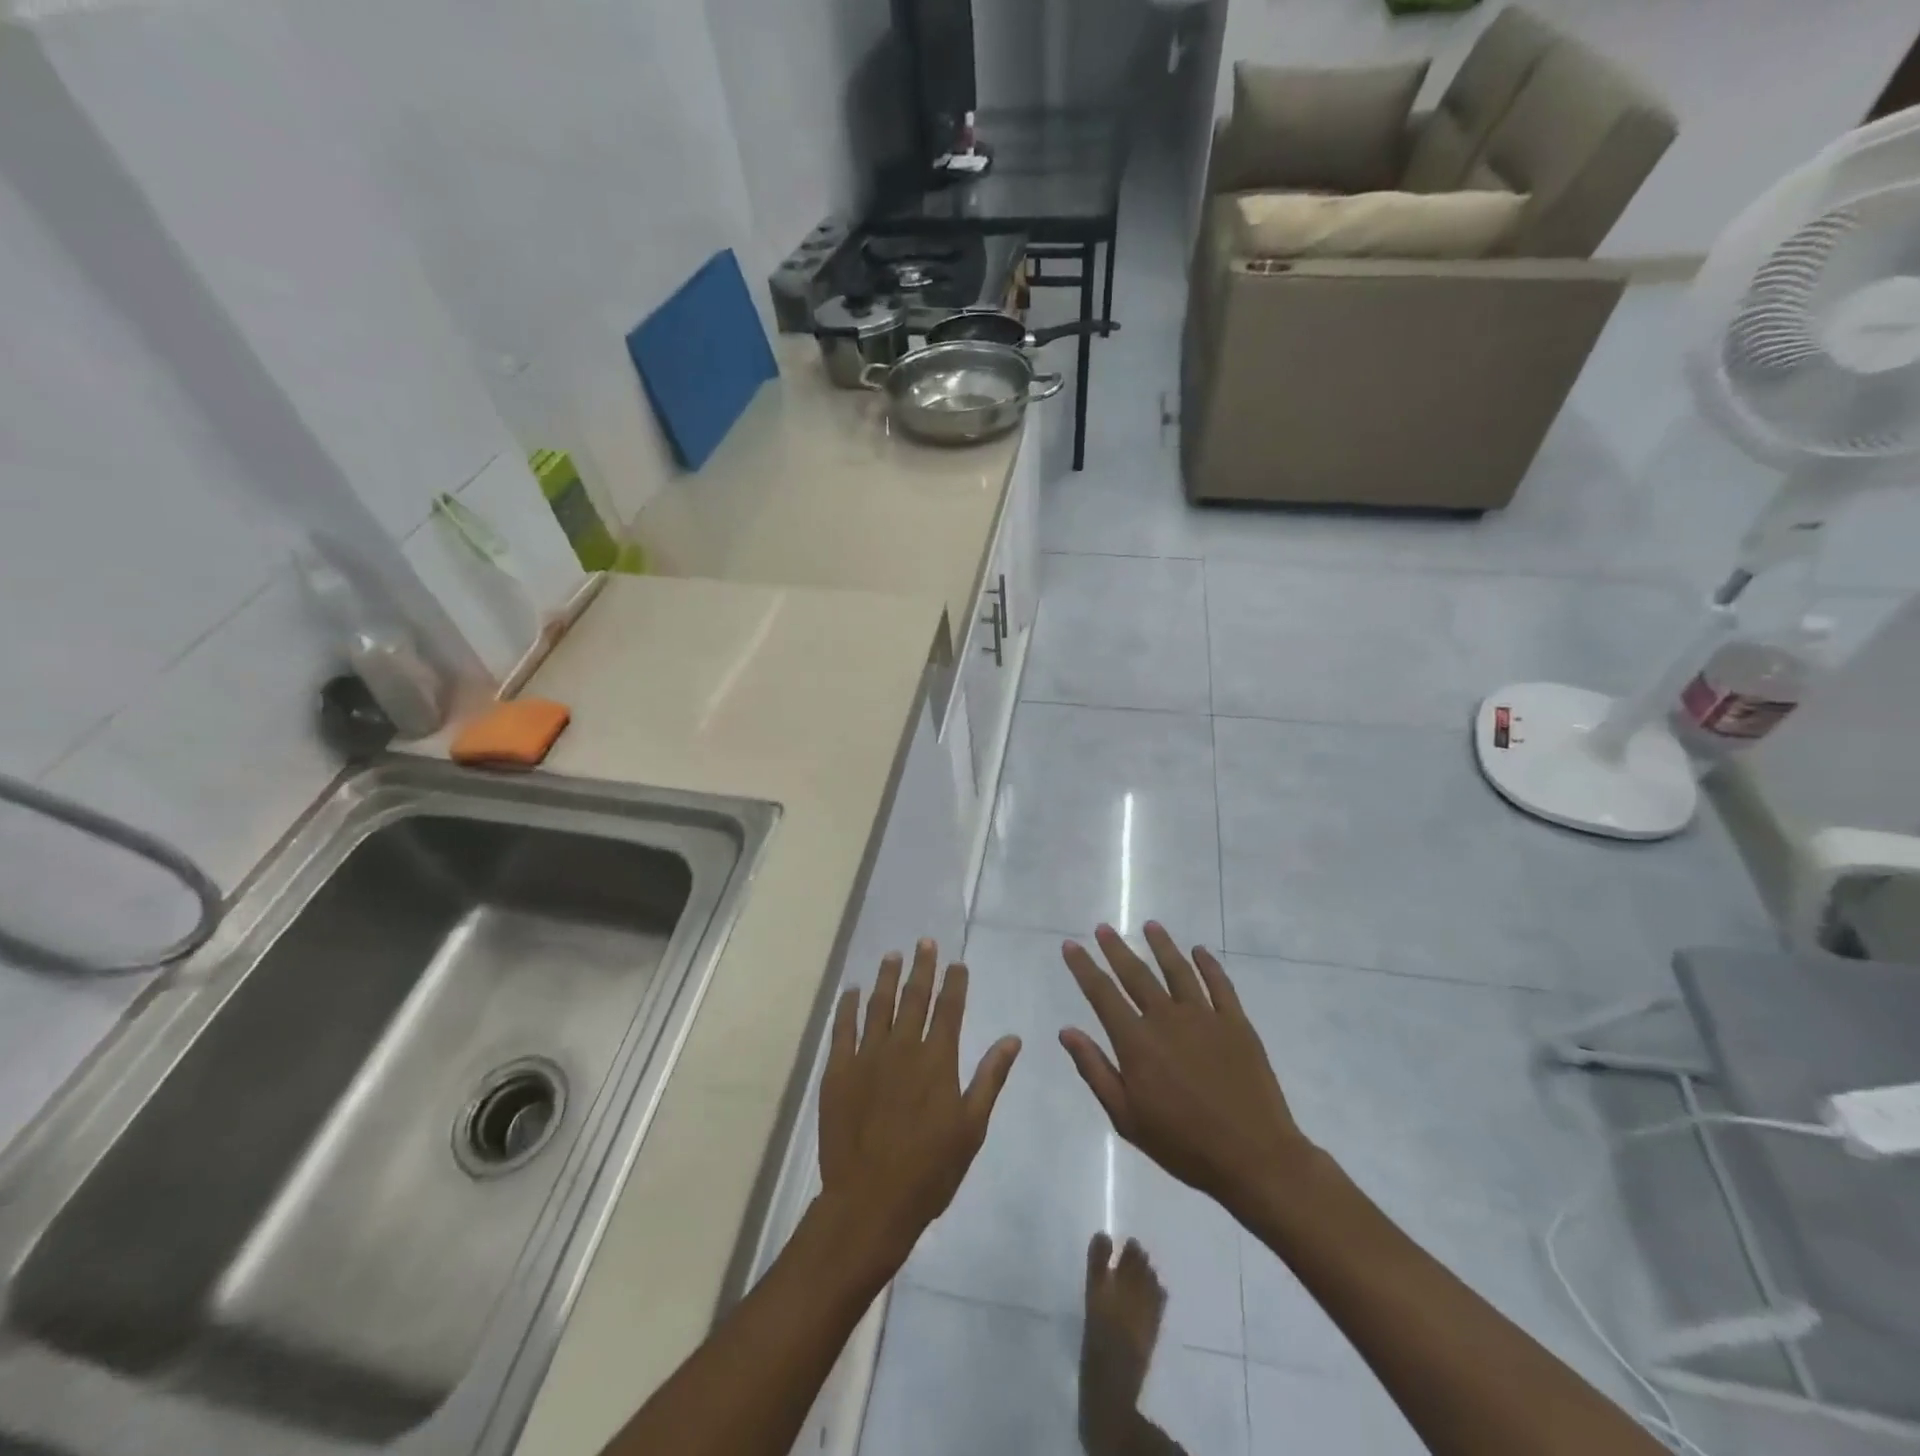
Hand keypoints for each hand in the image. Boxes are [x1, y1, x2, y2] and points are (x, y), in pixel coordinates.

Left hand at [815, 940, 1020, 1278]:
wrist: (870, 1201)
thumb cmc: (930, 1169)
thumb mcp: (971, 1127)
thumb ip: (990, 1077)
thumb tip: (1012, 1039)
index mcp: (937, 1060)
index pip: (949, 1009)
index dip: (954, 983)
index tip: (956, 962)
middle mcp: (902, 1047)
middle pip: (914, 997)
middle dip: (921, 967)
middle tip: (924, 942)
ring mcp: (867, 1056)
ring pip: (878, 1005)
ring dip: (886, 978)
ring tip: (892, 955)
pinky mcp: (839, 1071)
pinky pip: (843, 1028)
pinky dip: (847, 1006)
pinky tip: (852, 991)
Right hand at [1060, 923, 1313, 1215]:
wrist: (1254, 1158)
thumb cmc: (1183, 1144)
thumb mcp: (1127, 1117)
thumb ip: (1095, 1070)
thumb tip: (1066, 1031)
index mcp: (1136, 1042)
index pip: (1102, 994)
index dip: (1084, 967)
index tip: (1071, 946)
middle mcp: (1166, 1018)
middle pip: (1136, 974)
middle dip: (1116, 949)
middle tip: (1103, 927)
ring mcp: (1204, 1017)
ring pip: (1177, 970)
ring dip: (1162, 945)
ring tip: (1150, 925)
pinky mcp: (1236, 1023)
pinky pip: (1220, 984)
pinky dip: (1208, 964)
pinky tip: (1200, 951)